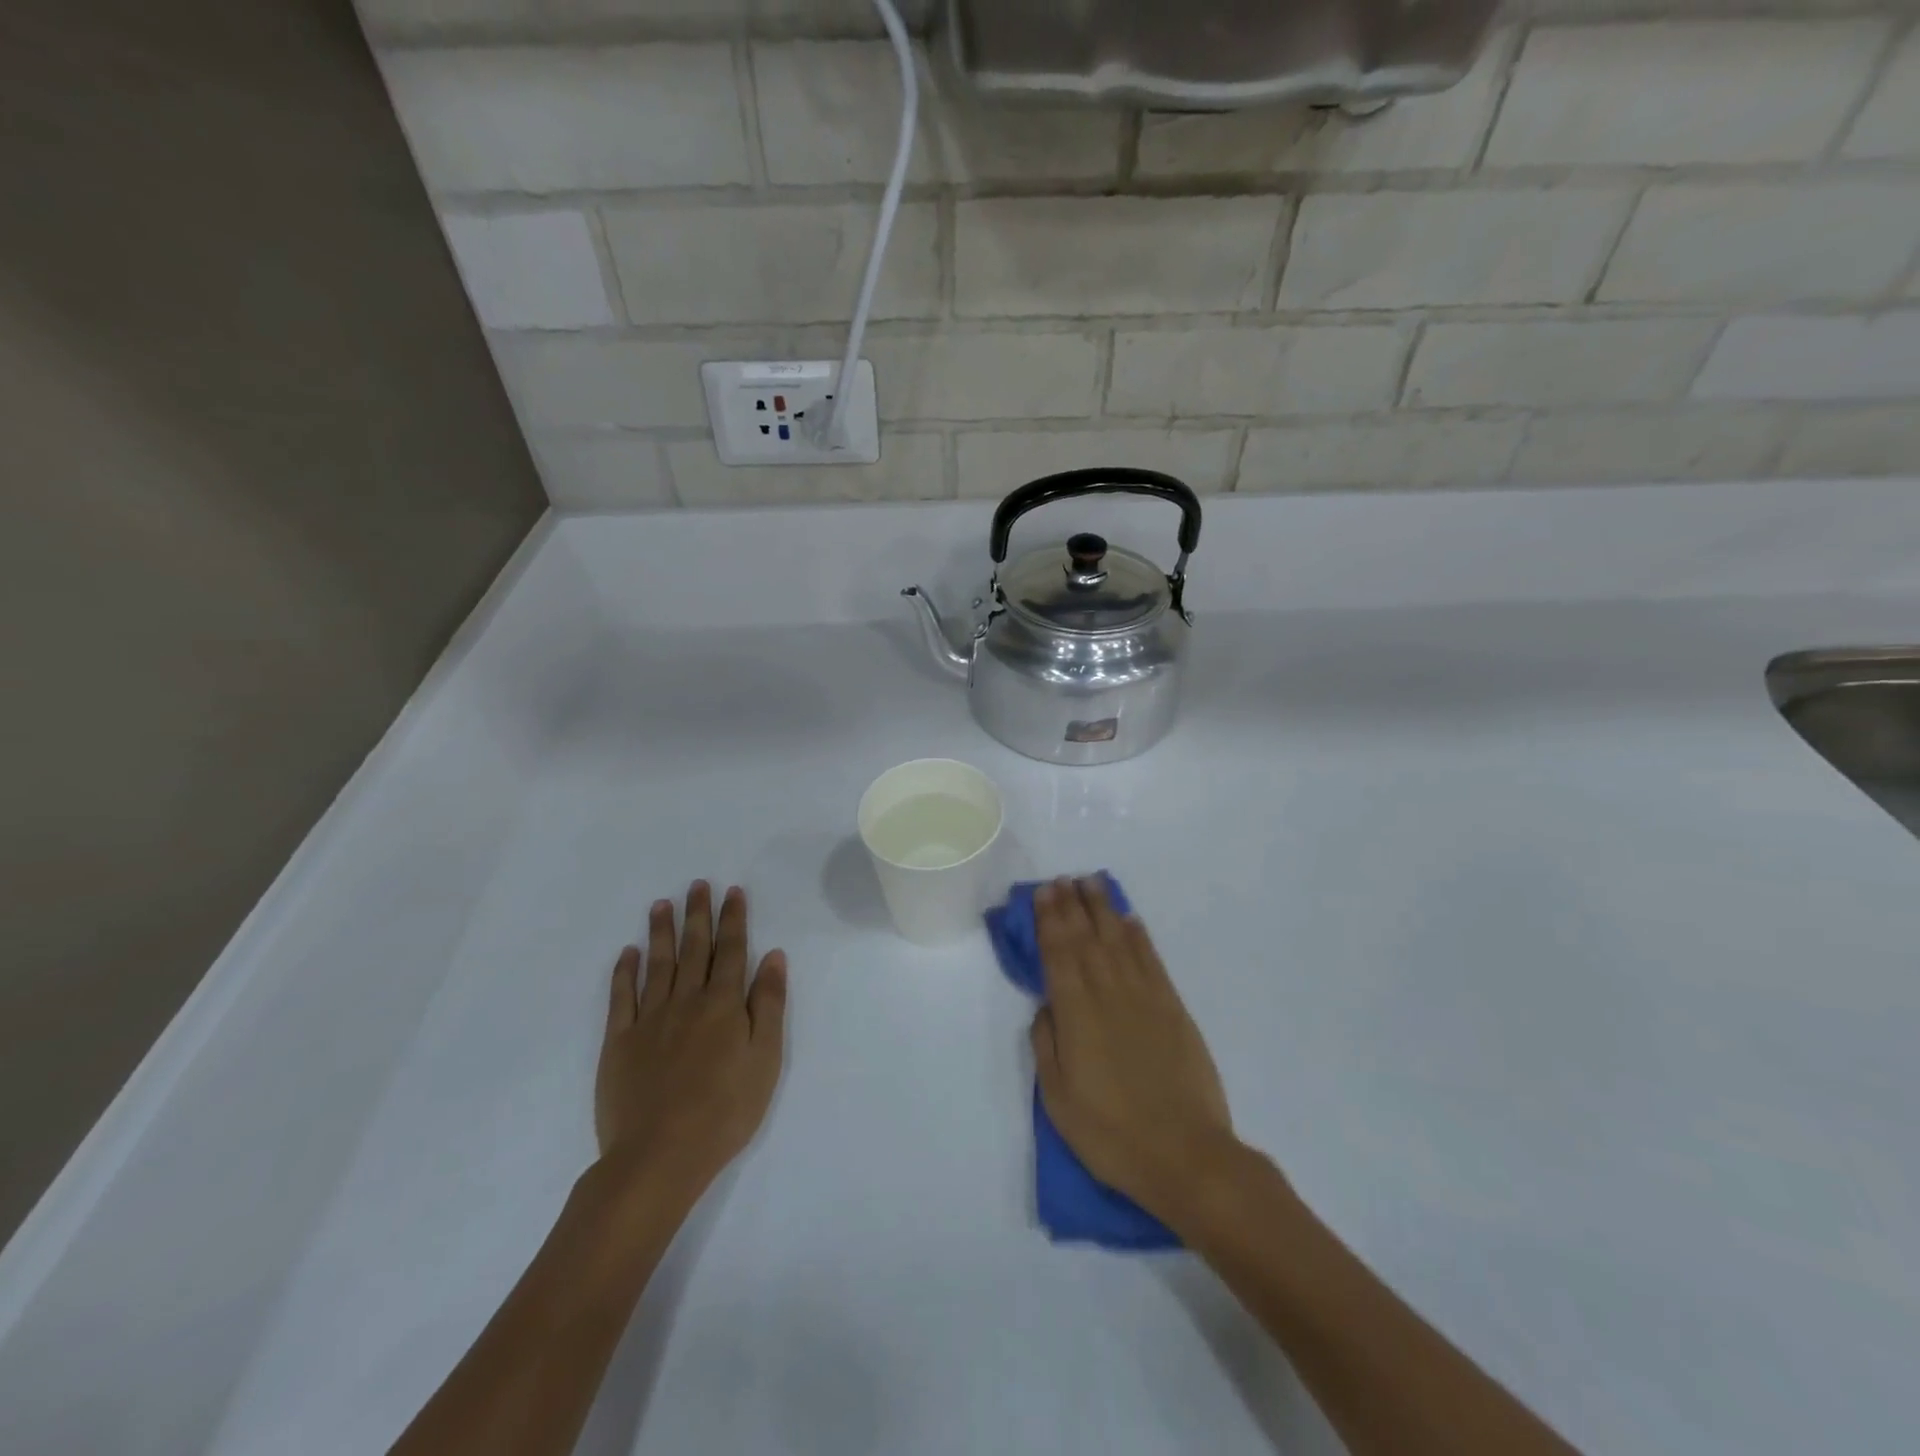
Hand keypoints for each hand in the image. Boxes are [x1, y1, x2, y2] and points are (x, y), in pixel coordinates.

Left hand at [594, 882, 786, 1207]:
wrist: (660, 1155)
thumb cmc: (725, 1110)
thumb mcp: (765, 1058)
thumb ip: (768, 1004)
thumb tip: (773, 956)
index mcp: (724, 1005)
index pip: (732, 951)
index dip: (733, 919)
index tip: (732, 891)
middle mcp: (687, 1001)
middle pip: (694, 949)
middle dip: (698, 915)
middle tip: (697, 885)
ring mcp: (650, 1019)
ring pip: (658, 964)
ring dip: (661, 932)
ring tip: (661, 904)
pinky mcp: (620, 1042)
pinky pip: (622, 997)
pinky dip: (625, 972)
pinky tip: (628, 952)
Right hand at [1029, 877, 1240, 1225]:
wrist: (1186, 1155)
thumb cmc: (1111, 1134)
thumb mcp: (1059, 1100)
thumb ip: (1047, 1045)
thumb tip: (1046, 1006)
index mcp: (1076, 1014)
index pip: (1058, 953)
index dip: (1049, 920)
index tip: (1043, 892)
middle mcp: (1109, 994)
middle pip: (1086, 938)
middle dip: (1072, 905)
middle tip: (1062, 879)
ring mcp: (1145, 997)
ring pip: (1119, 939)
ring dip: (1103, 909)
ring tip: (1091, 883)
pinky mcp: (1173, 1007)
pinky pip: (1152, 959)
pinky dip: (1139, 935)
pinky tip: (1129, 919)